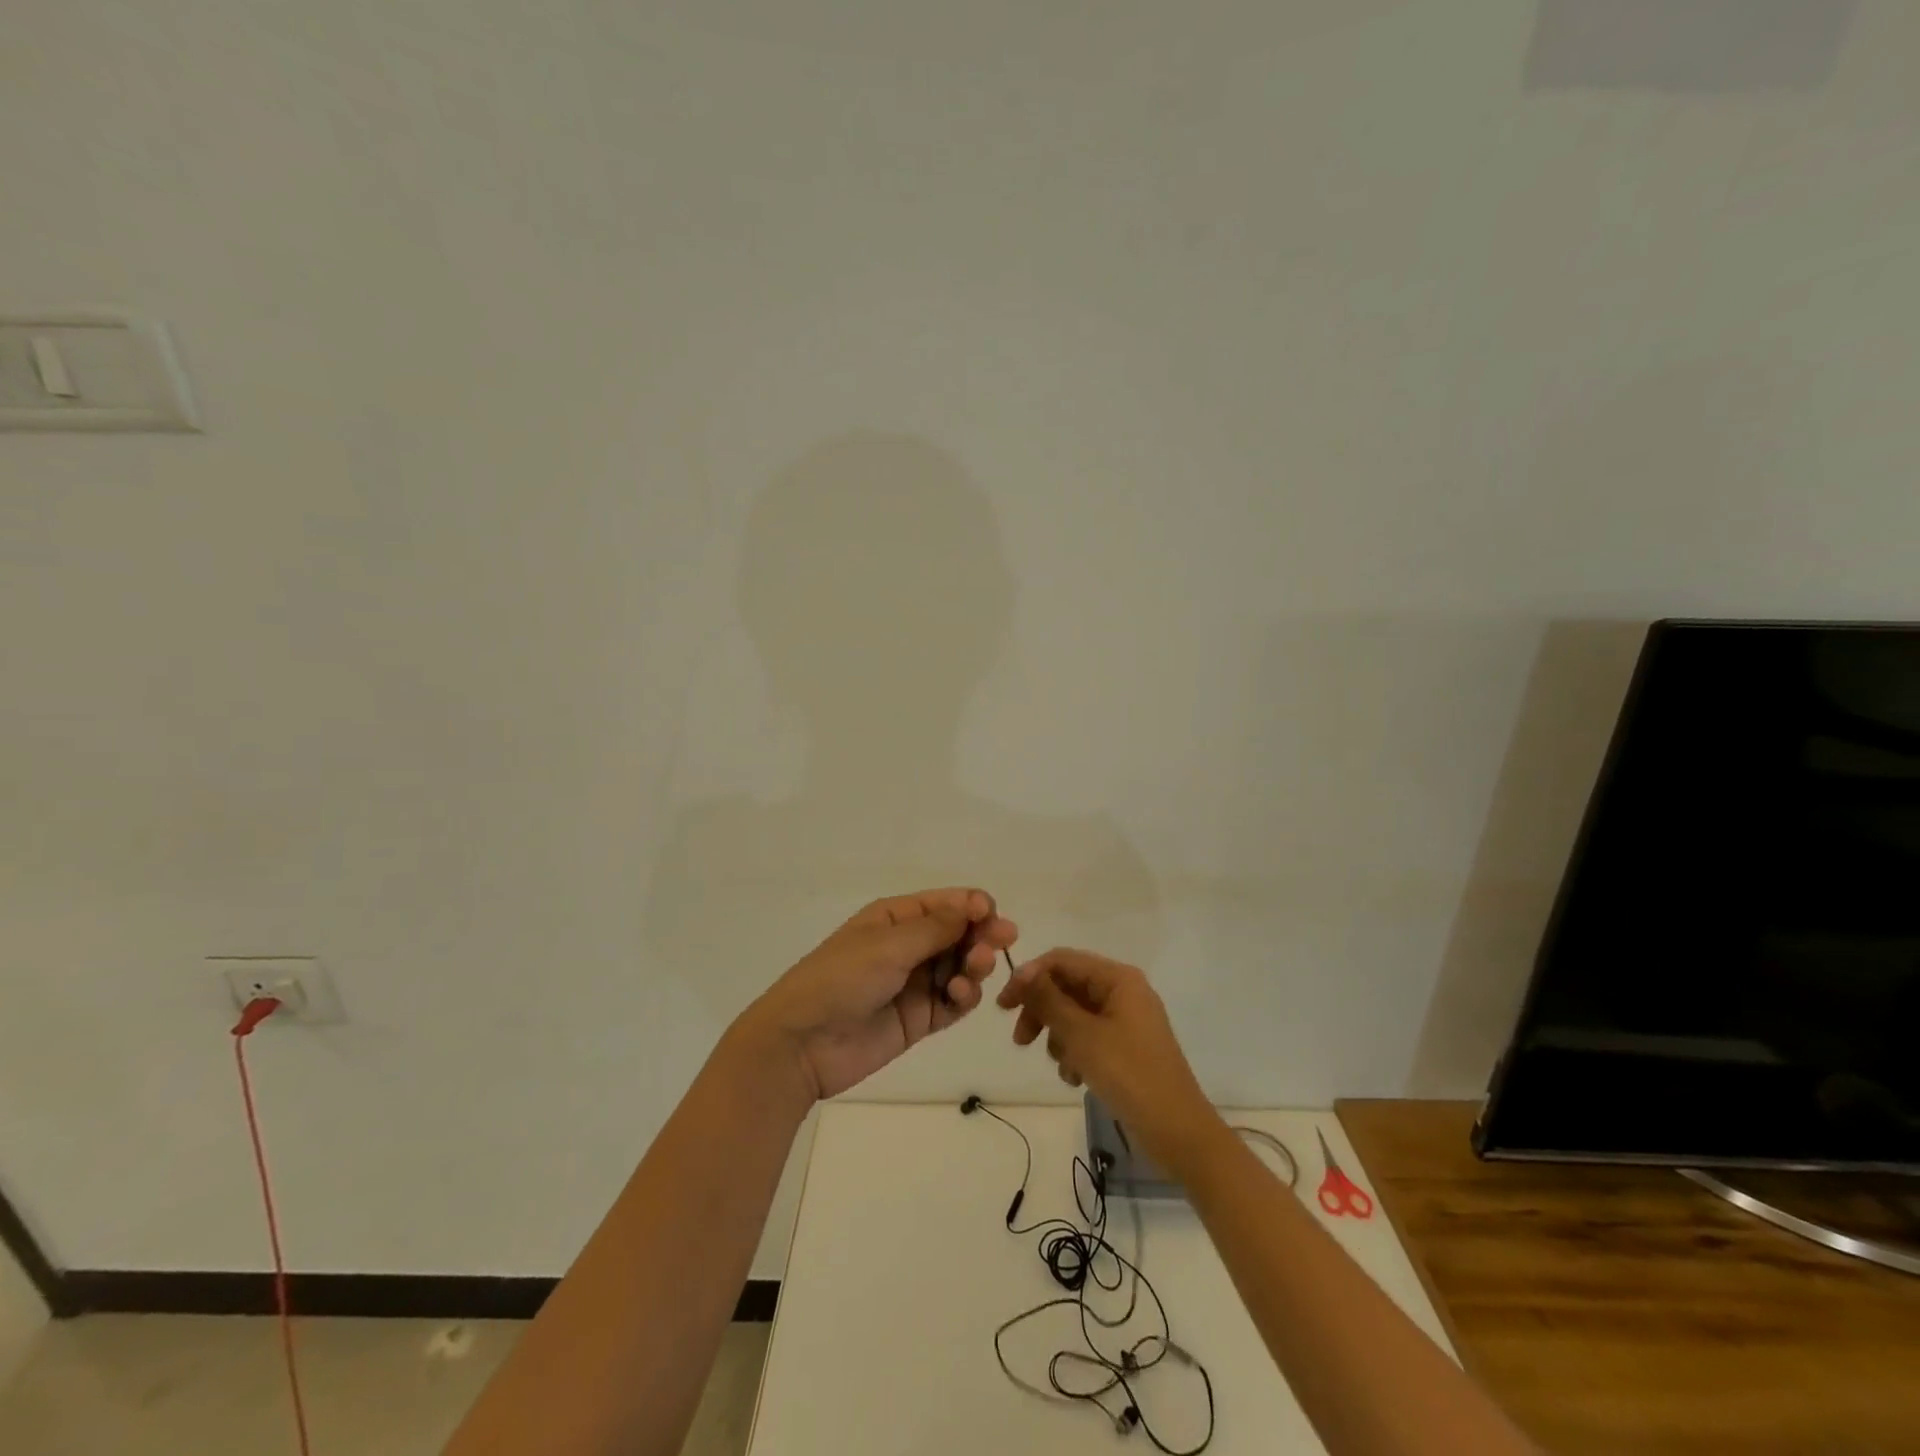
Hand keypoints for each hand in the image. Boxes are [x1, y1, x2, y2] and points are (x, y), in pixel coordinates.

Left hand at [747, 889, 1017, 1101]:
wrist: (802, 1044)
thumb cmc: (841, 979)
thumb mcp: (887, 946)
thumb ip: (936, 928)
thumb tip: (975, 905)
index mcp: (895, 918)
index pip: (945, 903)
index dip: (973, 906)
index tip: (993, 915)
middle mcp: (908, 946)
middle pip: (959, 934)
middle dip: (982, 935)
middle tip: (1003, 942)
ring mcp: (914, 984)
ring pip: (960, 967)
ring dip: (975, 965)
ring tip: (974, 972)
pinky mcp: (919, 1019)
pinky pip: (953, 1002)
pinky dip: (964, 997)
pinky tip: (961, 995)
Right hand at [998, 949, 1220, 1176]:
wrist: (1178, 1132)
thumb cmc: (1129, 1075)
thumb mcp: (1082, 1035)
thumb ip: (1049, 1000)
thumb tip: (1022, 971)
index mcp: (1118, 979)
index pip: (1062, 960)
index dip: (1029, 977)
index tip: (1004, 1006)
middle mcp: (1123, 991)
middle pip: (1067, 987)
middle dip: (1041, 1011)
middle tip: (1020, 1040)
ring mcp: (1126, 1020)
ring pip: (1075, 1014)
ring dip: (1058, 1036)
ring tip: (1059, 1066)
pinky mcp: (1126, 1047)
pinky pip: (1089, 1037)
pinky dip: (1075, 1052)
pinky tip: (1074, 1078)